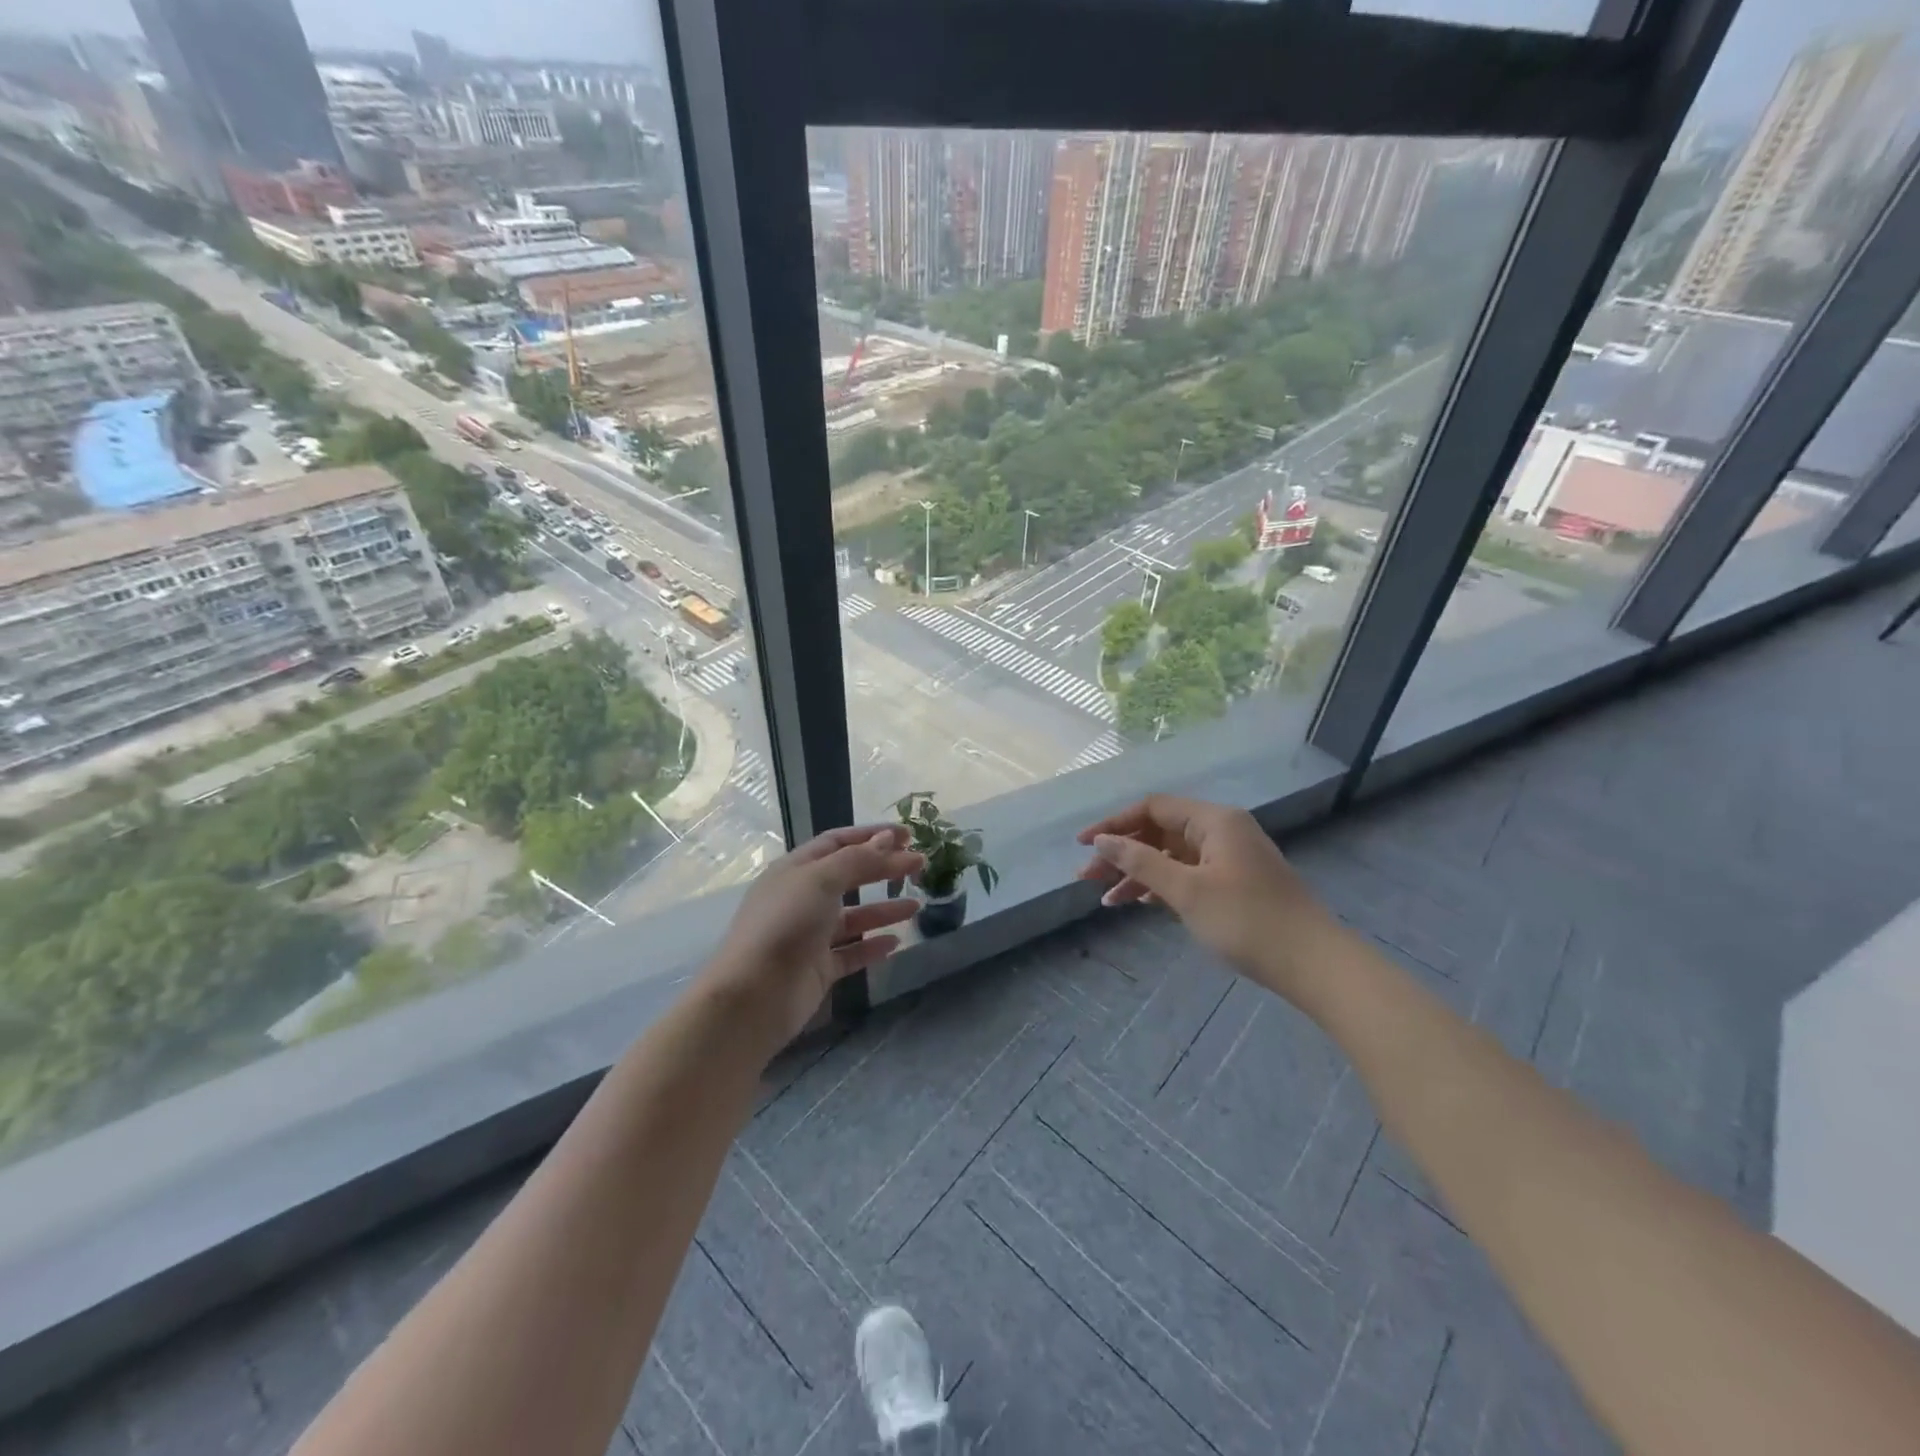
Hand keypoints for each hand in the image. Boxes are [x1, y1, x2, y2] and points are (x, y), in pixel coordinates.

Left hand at [701, 823, 924, 1050]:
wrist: (755, 995)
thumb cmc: (785, 924)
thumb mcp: (822, 880)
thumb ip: (858, 859)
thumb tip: (889, 840)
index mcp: (795, 870)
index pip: (837, 842)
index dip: (872, 836)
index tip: (908, 835)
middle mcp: (802, 898)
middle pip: (849, 876)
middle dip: (884, 869)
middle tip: (920, 865)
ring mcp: (810, 935)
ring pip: (854, 917)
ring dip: (884, 909)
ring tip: (917, 905)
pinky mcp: (818, 968)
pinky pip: (852, 952)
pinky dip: (873, 946)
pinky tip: (896, 942)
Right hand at [1077, 795, 1335, 998]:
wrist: (1314, 964)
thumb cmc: (1247, 921)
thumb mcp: (1187, 891)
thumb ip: (1141, 862)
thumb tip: (1102, 840)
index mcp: (1214, 821)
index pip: (1152, 808)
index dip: (1113, 824)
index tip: (1083, 846)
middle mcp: (1221, 831)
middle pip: (1159, 831)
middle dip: (1122, 853)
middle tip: (1087, 878)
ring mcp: (1229, 857)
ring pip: (1171, 856)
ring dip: (1137, 874)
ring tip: (1106, 900)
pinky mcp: (1234, 883)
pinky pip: (1187, 874)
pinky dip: (1161, 886)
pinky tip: (1138, 903)